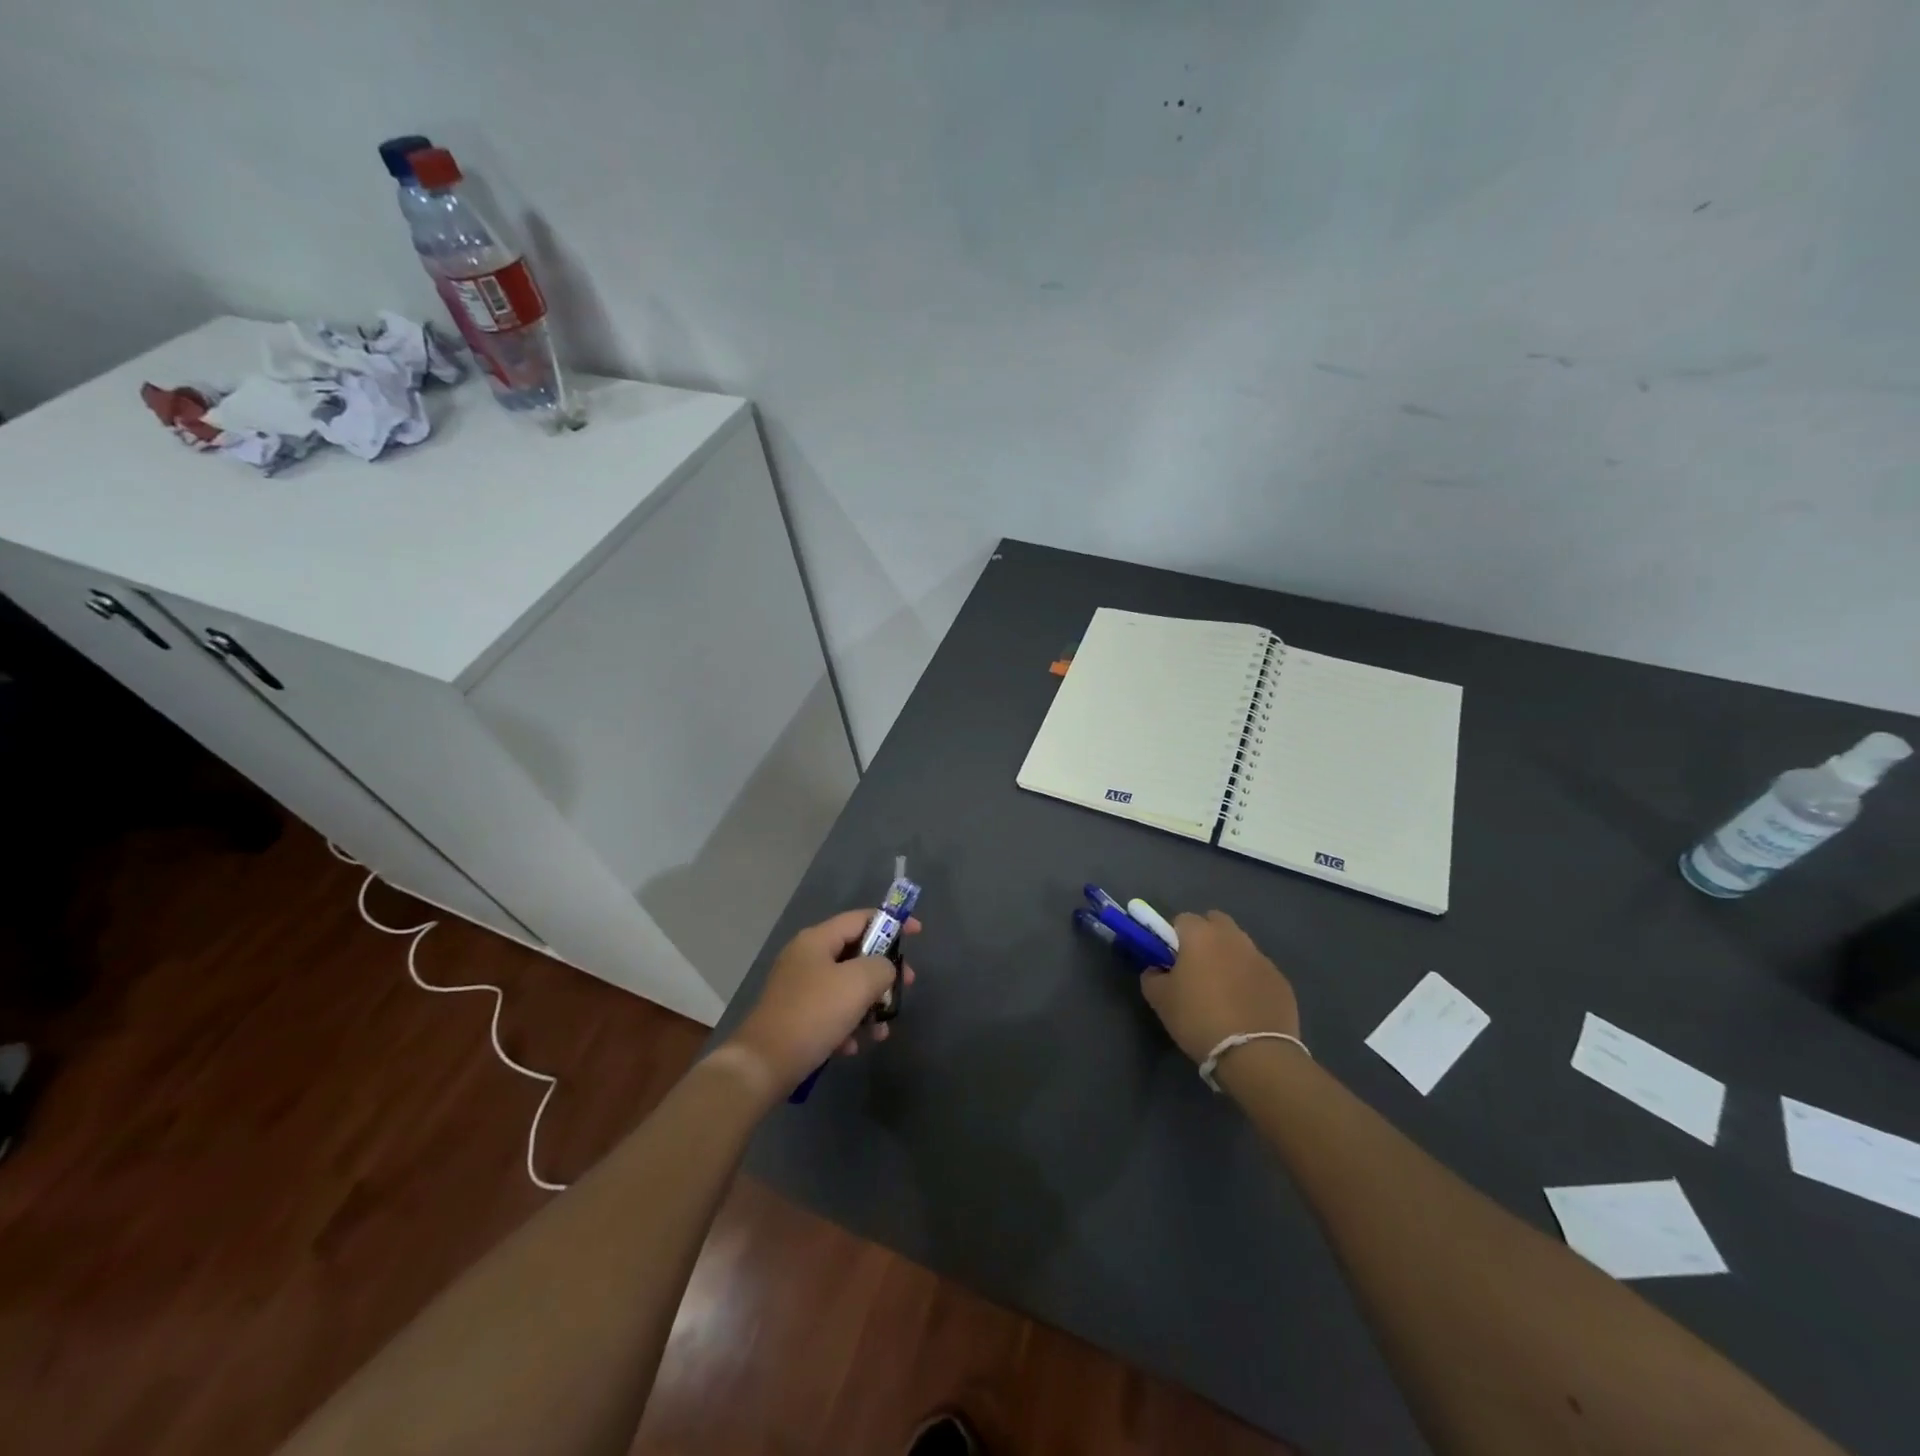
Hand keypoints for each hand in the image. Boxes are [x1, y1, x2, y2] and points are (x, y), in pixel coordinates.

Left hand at [728, 909, 918, 1095]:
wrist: (763, 1065)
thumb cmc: (814, 1014)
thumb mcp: (859, 982)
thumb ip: (882, 966)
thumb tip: (883, 969)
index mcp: (817, 939)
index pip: (861, 918)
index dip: (892, 923)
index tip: (918, 934)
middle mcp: (806, 957)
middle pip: (856, 954)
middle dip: (883, 974)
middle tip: (905, 988)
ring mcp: (798, 988)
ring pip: (846, 988)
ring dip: (868, 1006)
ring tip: (880, 1032)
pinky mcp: (795, 1017)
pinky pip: (831, 1012)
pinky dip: (847, 1026)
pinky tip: (851, 1047)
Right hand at [1139, 910, 1298, 1064]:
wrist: (1254, 1054)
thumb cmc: (1198, 1019)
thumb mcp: (1160, 1000)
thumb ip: (1152, 976)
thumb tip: (1157, 969)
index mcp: (1201, 935)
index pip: (1182, 919)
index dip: (1174, 937)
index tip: (1171, 960)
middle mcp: (1233, 937)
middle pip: (1216, 923)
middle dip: (1206, 937)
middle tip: (1197, 969)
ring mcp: (1261, 958)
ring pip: (1240, 946)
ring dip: (1229, 958)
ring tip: (1223, 992)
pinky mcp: (1281, 981)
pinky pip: (1258, 971)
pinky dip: (1250, 981)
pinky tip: (1245, 1008)